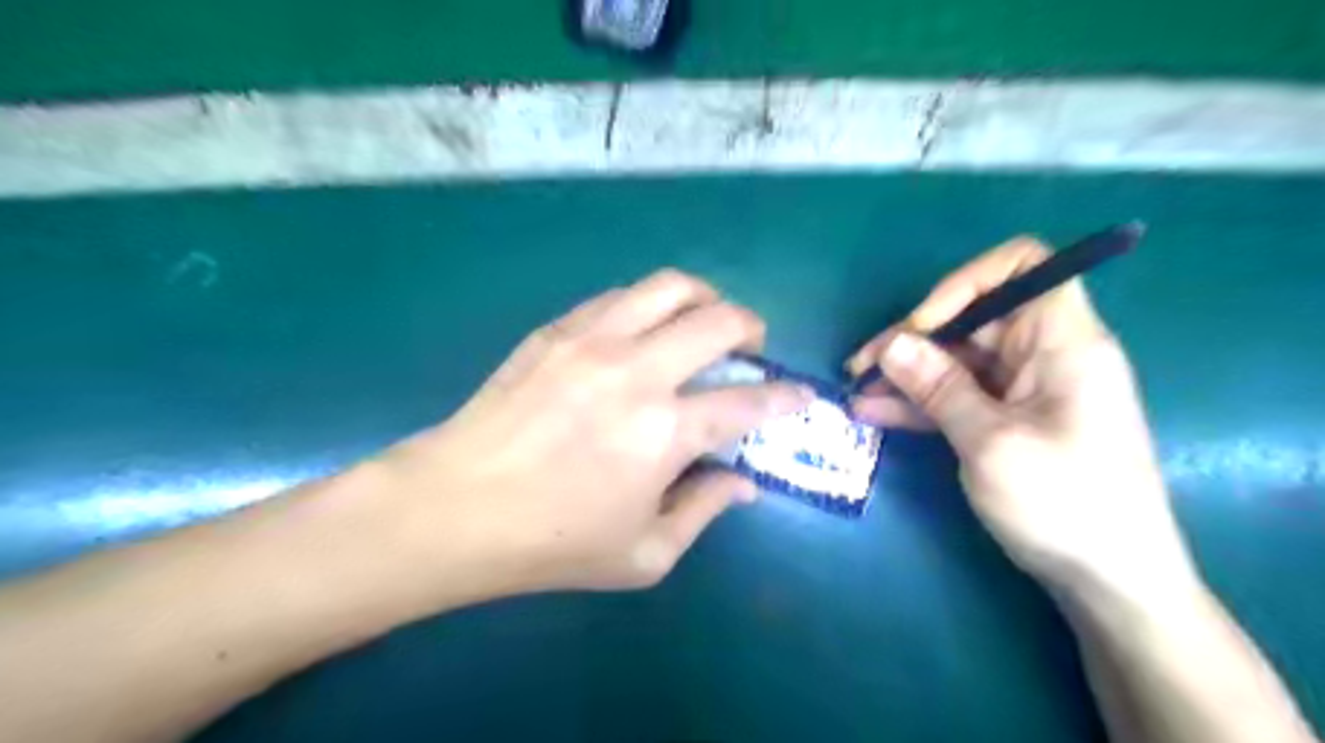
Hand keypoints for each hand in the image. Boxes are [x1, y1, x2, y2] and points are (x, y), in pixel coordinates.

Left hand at [367, 269, 813, 601]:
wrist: (457, 507)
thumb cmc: (553, 542)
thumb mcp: (645, 554)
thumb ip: (704, 510)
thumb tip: (745, 483)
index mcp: (667, 432)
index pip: (749, 401)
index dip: (785, 397)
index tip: (797, 395)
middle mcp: (639, 371)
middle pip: (720, 320)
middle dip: (752, 328)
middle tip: (750, 346)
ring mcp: (595, 340)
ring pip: (670, 286)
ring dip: (703, 297)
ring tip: (703, 319)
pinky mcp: (558, 329)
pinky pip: (620, 295)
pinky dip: (649, 304)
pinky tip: (643, 329)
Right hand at [848, 238, 1202, 603]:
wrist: (1112, 583)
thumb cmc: (1065, 506)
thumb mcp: (990, 442)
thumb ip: (938, 387)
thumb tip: (891, 344)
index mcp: (1063, 342)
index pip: (1023, 267)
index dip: (966, 283)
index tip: (922, 324)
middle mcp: (1045, 355)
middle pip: (973, 318)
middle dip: (914, 339)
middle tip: (861, 368)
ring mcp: (1025, 390)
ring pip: (957, 360)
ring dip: (907, 375)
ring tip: (857, 393)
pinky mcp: (1009, 420)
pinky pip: (959, 396)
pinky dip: (920, 403)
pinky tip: (876, 414)